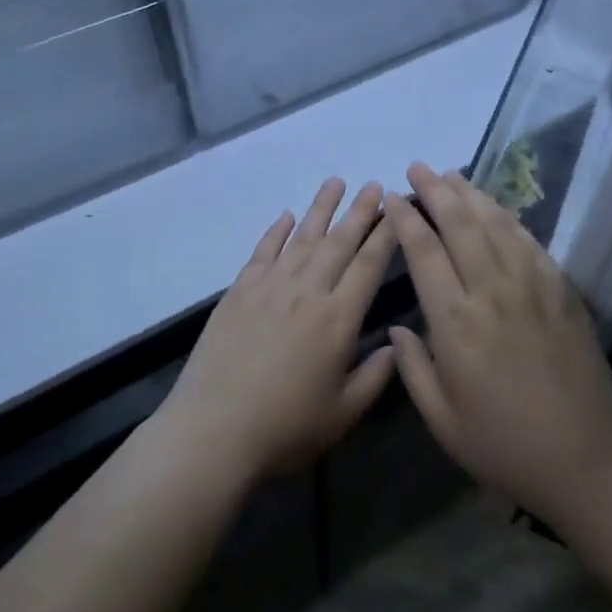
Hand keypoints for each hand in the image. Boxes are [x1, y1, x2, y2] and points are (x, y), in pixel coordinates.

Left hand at [158, 179, 397, 486]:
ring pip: (302, 238)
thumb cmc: (286, 428)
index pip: (369, 265)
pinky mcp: (238, 292)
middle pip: (339, 242)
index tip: (397, 208)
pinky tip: (286, 216)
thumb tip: (396, 344)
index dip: (386, 234)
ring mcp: (269, 288)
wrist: (213, 430)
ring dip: (321, 208)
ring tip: (336, 182)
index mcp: (338, 319)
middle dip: (360, 211)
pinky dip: (276, 231)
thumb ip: (376, 375)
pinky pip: (263, 252)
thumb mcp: (344, 413)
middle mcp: (306, 292)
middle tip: (375, 184)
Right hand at [387, 162, 611, 527]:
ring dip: (471, 195)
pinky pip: (529, 242)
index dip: (406, 219)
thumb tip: (395, 328)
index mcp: (456, 323)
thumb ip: (413, 369)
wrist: (588, 457)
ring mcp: (533, 287)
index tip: (393, 198)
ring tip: (452, 175)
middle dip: (436, 190)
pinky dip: (508, 218)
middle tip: (419, 168)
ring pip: (496, 224)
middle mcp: (493, 292)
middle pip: (461, 225)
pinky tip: (496, 209)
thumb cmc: (505, 445)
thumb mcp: (443, 420)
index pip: (424, 253)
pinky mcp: (562, 291)